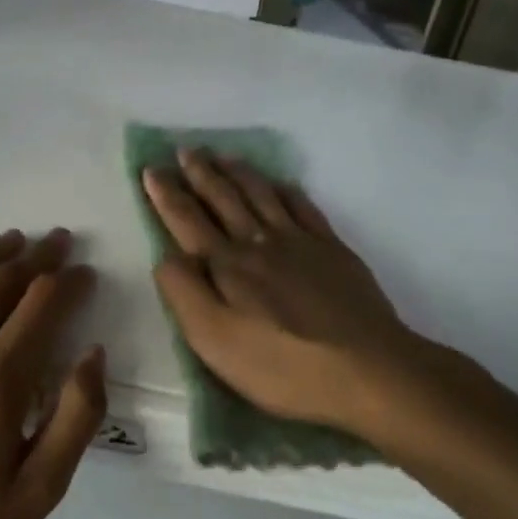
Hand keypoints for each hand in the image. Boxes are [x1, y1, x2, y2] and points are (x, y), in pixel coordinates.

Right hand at [142, 148, 422, 436]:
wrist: (365, 367)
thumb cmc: (282, 365)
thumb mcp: (215, 342)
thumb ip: (184, 294)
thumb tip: (166, 255)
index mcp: (228, 265)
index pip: (188, 221)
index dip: (167, 195)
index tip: (152, 169)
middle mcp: (259, 242)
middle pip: (224, 199)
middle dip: (201, 174)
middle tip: (186, 150)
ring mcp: (299, 241)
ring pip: (261, 195)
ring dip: (239, 173)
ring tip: (223, 155)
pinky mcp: (332, 249)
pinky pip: (303, 207)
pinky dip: (286, 190)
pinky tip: (280, 183)